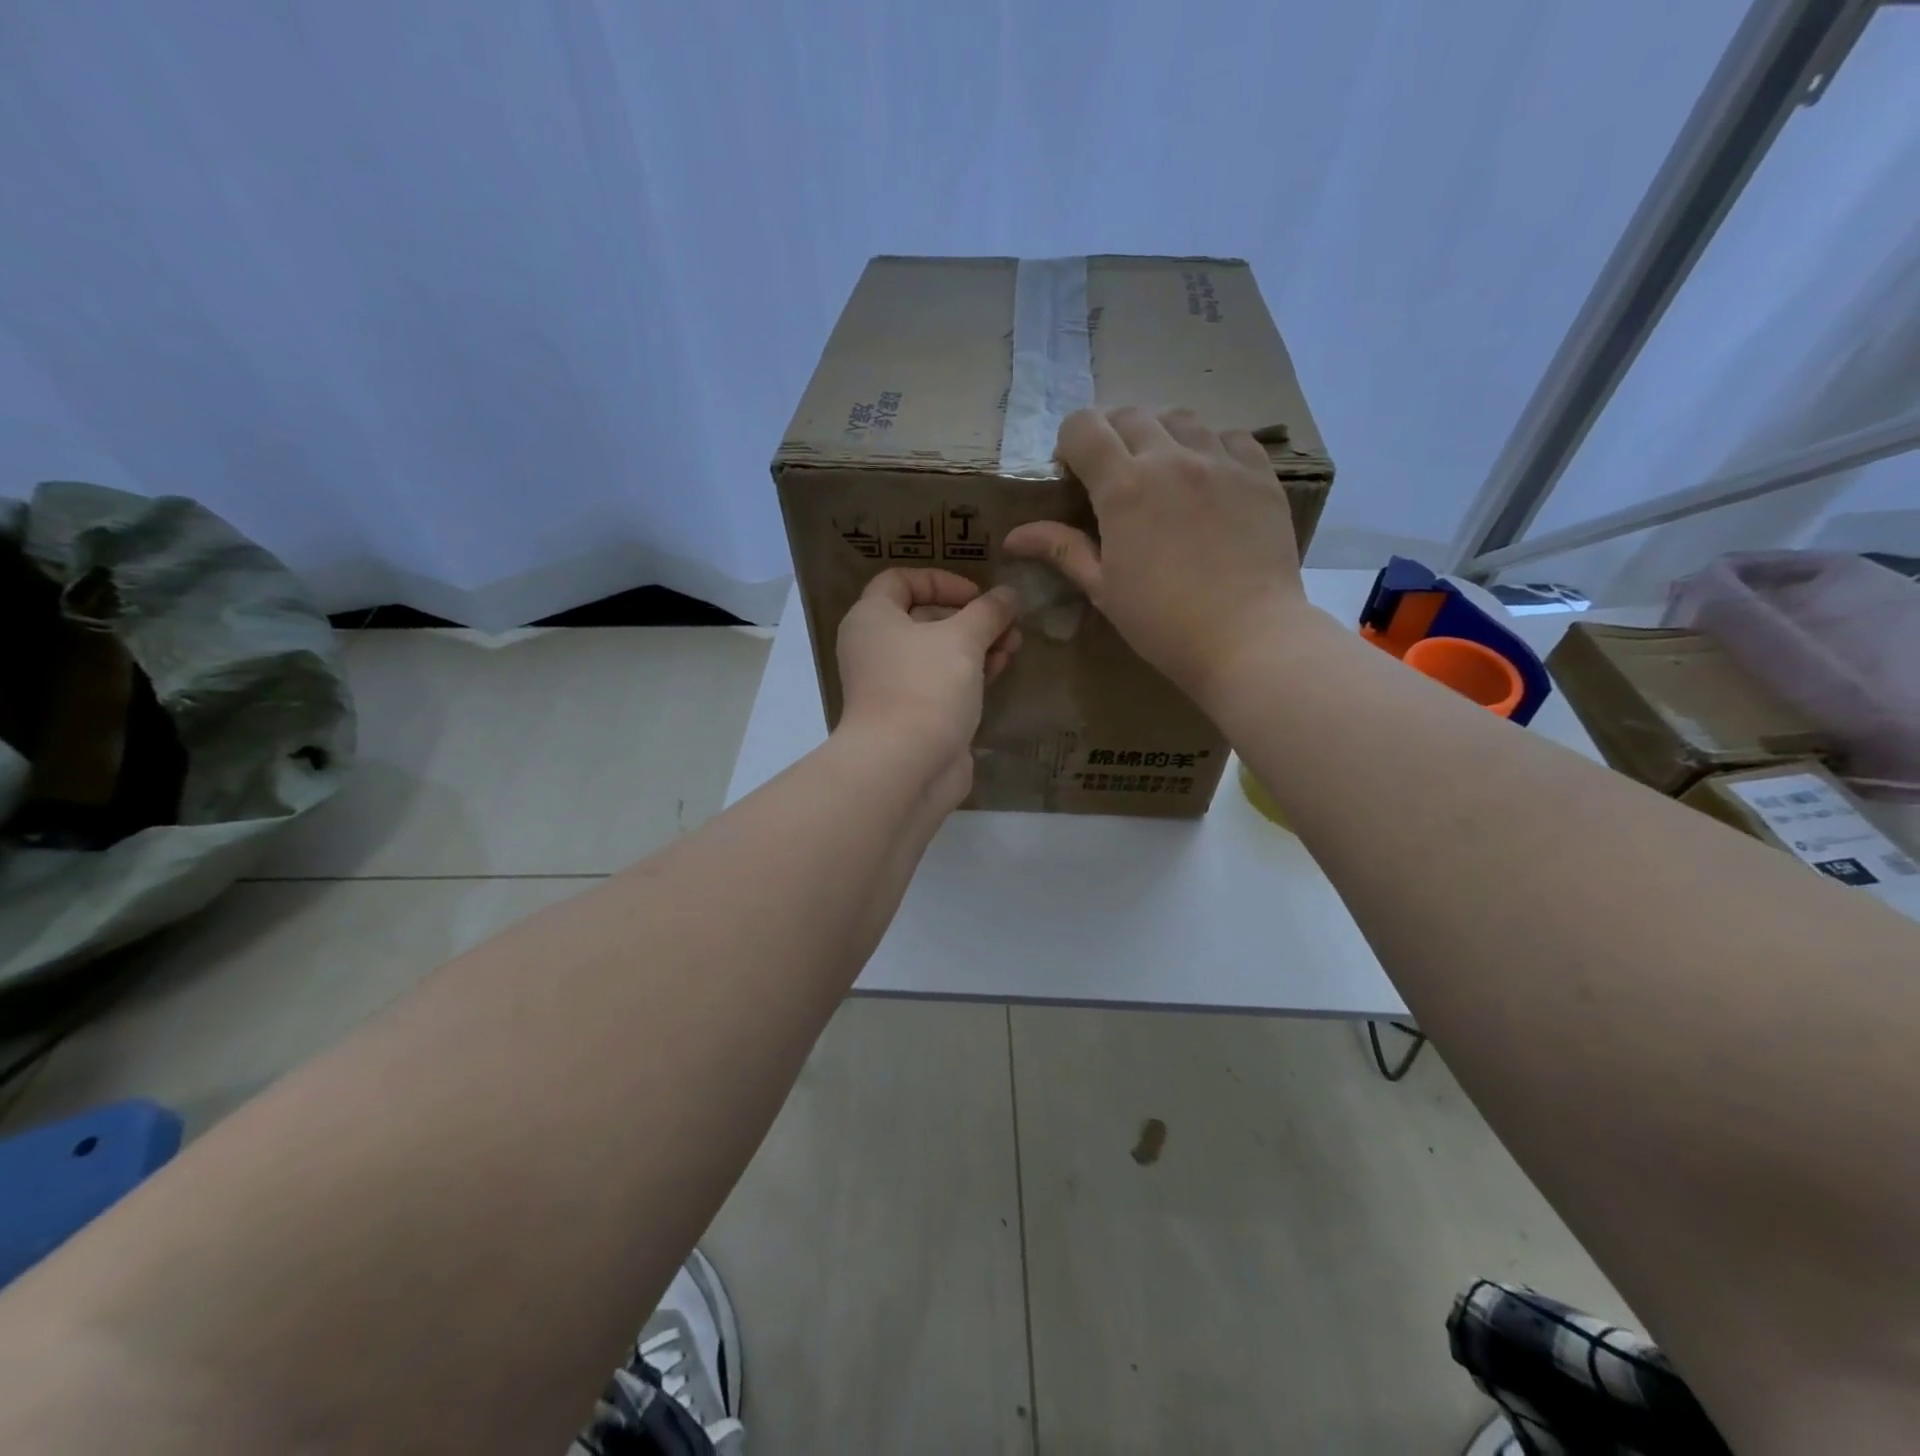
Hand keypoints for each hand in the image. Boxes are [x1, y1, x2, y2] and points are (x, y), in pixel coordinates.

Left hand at [836, 568, 1021, 808]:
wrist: (905, 766)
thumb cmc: (926, 686)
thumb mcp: (963, 638)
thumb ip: (989, 611)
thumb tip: (1009, 595)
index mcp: (872, 619)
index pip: (899, 581)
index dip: (941, 581)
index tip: (977, 595)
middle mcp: (876, 649)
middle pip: (924, 619)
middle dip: (971, 617)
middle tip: (1008, 622)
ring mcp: (894, 686)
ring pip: (938, 654)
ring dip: (977, 645)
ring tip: (1014, 646)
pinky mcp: (914, 716)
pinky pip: (943, 684)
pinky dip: (970, 674)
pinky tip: (1001, 670)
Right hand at [1002, 406, 1309, 704]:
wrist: (1247, 638)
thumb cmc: (1163, 622)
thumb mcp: (1104, 588)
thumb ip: (1062, 549)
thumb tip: (1013, 536)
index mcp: (1123, 487)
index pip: (1084, 427)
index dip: (1071, 442)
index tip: (1073, 472)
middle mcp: (1170, 458)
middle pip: (1130, 414)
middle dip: (1111, 434)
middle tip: (1113, 474)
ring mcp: (1220, 461)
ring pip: (1180, 418)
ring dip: (1159, 435)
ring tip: (1161, 472)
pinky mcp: (1259, 474)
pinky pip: (1230, 436)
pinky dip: (1209, 446)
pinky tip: (1207, 478)